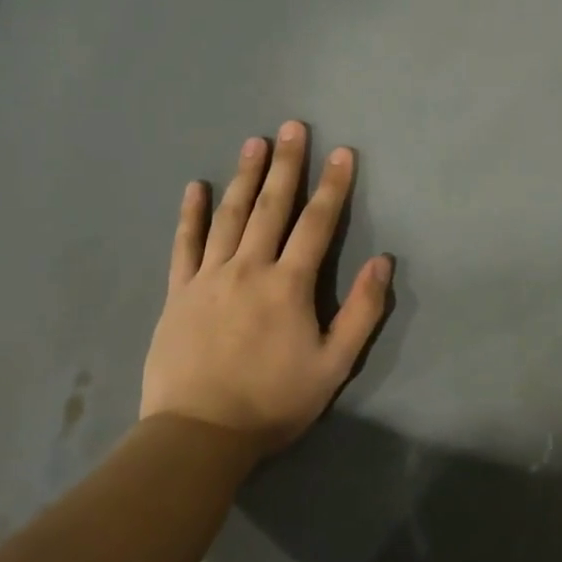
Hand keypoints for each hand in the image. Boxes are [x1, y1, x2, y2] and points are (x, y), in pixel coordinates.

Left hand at [140, 121, 391, 452]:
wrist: (199, 434)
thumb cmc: (274, 402)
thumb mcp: (334, 365)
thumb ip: (362, 311)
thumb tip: (383, 262)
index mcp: (289, 285)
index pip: (316, 223)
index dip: (333, 186)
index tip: (341, 152)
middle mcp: (249, 268)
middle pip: (271, 207)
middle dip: (286, 164)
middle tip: (292, 126)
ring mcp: (209, 277)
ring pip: (230, 216)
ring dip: (244, 176)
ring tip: (254, 142)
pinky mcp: (178, 293)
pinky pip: (185, 244)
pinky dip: (191, 214)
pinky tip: (196, 187)